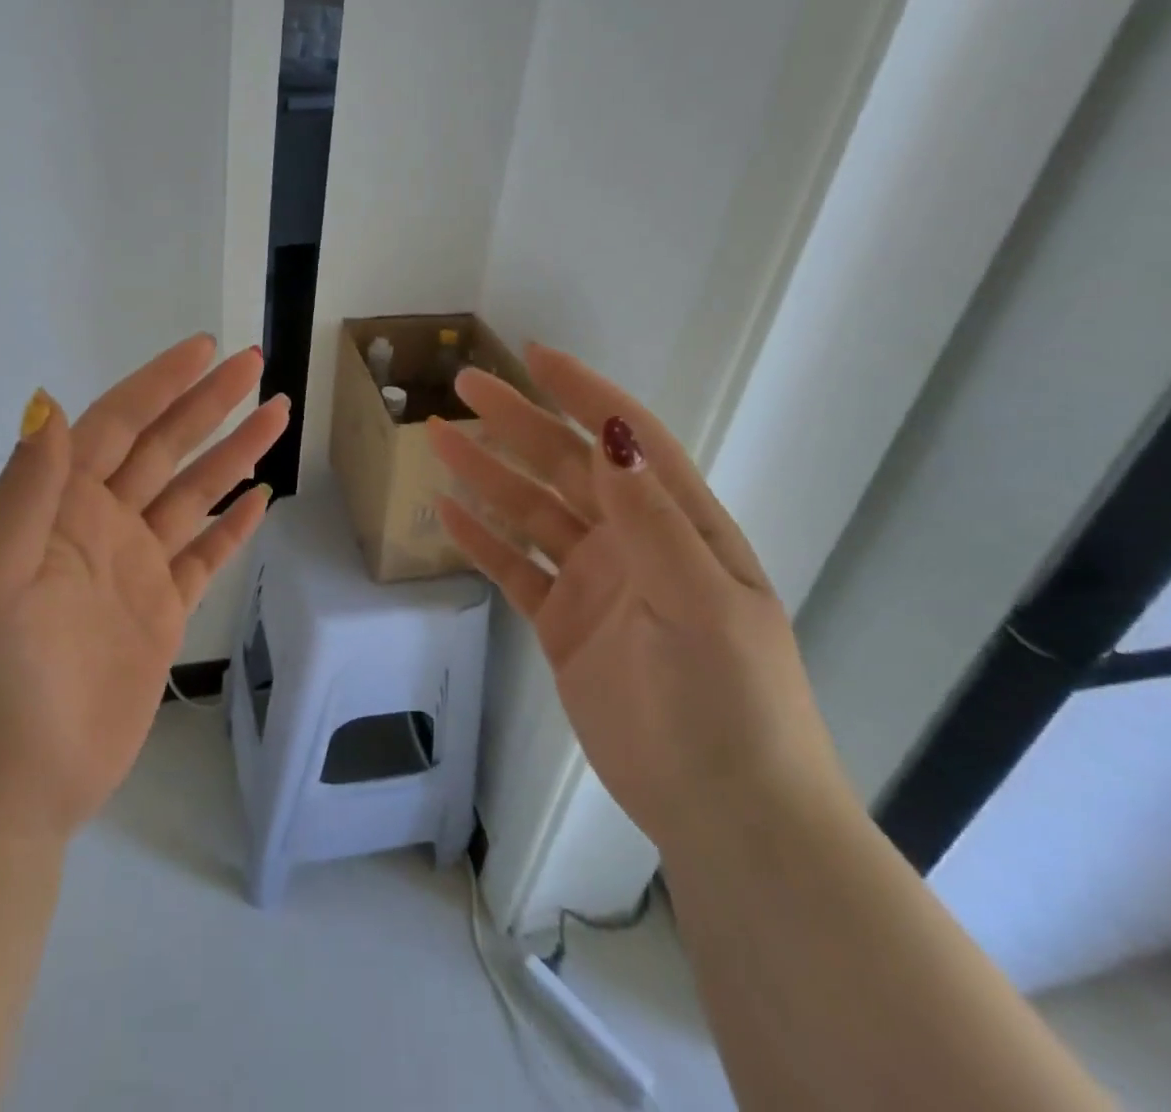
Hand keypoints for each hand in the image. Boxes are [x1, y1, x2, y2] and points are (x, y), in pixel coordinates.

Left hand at [0, 335, 288, 841]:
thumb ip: (28, 491)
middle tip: (256, 366)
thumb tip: (51, 405)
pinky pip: (204, 558)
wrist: (8, 789)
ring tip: (276, 415)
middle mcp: (101, 527)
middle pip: (165, 449)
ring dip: (233, 455)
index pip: (117, 426)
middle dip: (208, 405)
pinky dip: (231, 528)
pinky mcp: (161, 615)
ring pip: (193, 496)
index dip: (159, 384)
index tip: (204, 349)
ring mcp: (135, 570)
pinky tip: (260, 500)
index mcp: (60, 509)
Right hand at [428, 343, 850, 854]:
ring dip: (487, 475)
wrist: (725, 813)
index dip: (584, 395)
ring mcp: (595, 583)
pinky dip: (482, 541)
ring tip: (438, 438)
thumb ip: (651, 520)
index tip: (535, 357)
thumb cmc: (731, 701)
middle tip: (466, 387)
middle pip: (566, 467)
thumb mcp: (700, 602)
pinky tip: (447, 513)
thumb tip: (611, 435)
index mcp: (680, 526)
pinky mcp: (563, 624)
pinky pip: (515, 569)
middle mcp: (634, 543)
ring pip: (531, 513)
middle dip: (518, 423)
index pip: (627, 441)